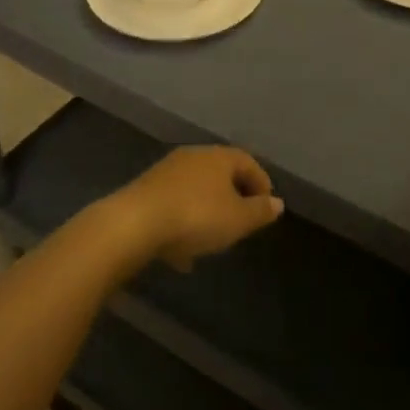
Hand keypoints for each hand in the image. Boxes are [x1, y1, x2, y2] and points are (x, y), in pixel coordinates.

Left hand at [113, 146, 283, 270]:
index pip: (248, 162)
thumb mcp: (237, 220)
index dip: (261, 183)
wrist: (133, 224)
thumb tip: (277, 203)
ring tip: (212, 241)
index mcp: (219, 156)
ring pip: (195, 190)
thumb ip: (259, 211)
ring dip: (206, 211)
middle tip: (240, 222)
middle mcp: (193, 156)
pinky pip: (173, 204)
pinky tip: (181, 253)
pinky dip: (182, 222)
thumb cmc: (195, 217)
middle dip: (232, 197)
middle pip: (220, 173)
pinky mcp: (144, 191)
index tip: (265, 208)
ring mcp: (166, 172)